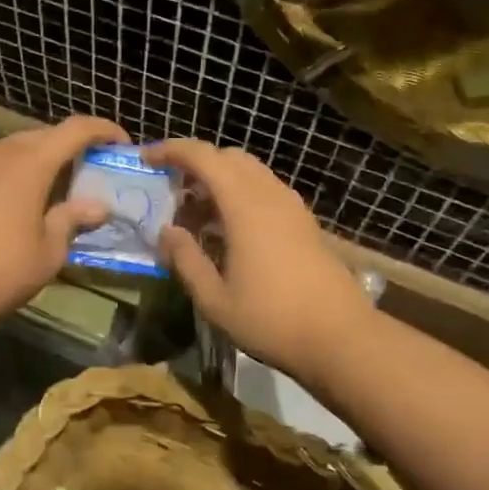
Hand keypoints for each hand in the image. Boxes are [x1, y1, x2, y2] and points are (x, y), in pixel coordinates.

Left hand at [0, 116, 128, 322]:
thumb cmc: (2, 272)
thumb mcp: (49, 251)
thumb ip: (72, 219)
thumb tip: (96, 206)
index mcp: (29, 163)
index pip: (75, 130)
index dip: (102, 130)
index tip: (119, 142)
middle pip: (40, 136)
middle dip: (65, 147)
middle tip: (81, 169)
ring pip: (6, 149)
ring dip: (29, 161)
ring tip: (39, 187)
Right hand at [141, 140, 373, 374]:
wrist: (341, 338)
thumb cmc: (271, 319)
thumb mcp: (215, 299)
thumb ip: (186, 259)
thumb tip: (166, 231)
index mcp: (244, 204)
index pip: (203, 157)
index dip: (172, 151)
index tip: (147, 159)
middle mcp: (269, 194)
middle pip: (228, 158)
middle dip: (196, 166)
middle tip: (172, 195)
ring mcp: (292, 207)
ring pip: (250, 173)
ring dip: (219, 182)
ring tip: (197, 219)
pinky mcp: (305, 222)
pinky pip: (265, 191)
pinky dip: (241, 196)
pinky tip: (229, 233)